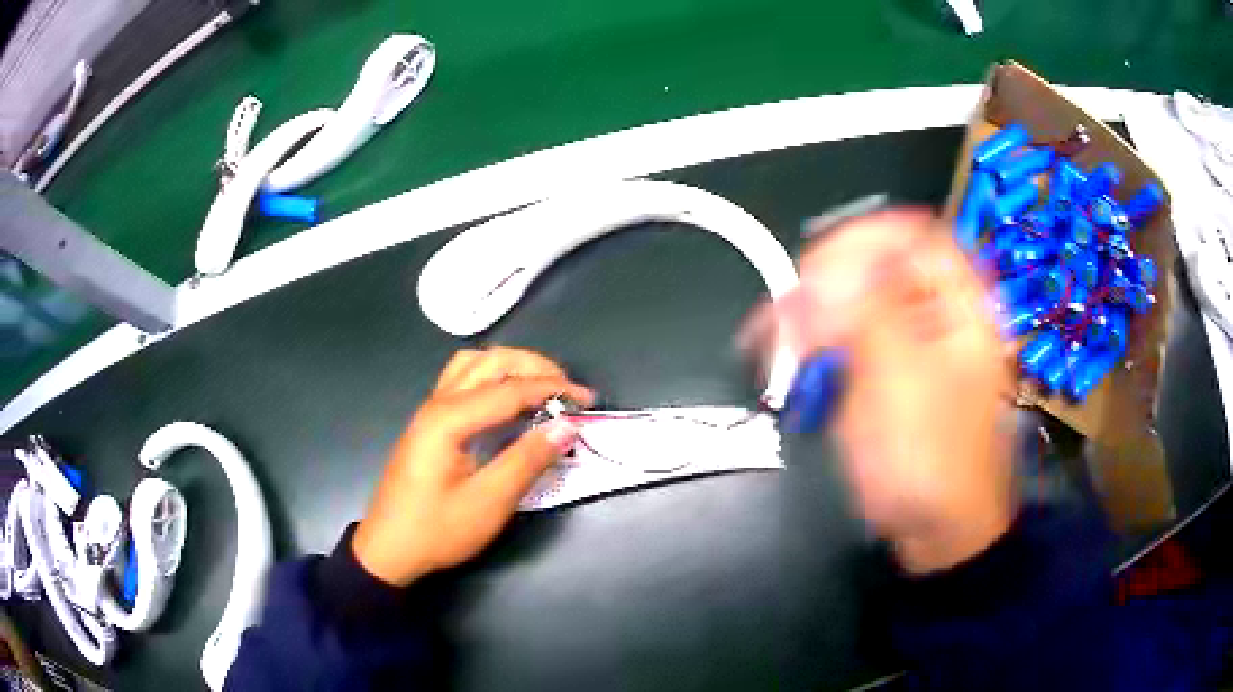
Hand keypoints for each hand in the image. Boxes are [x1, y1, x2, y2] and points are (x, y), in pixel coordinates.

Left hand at [352, 347, 593, 586]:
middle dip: (534, 367)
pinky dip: (492, 378)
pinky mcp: (429, 423)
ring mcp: (429, 410)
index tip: (589, 400)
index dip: (554, 390)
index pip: (511, 389)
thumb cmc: (437, 529)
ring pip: (473, 365)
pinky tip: (506, 401)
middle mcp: (438, 403)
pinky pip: (462, 380)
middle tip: (568, 390)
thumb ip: (527, 460)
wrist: (388, 549)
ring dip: (511, 367)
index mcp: (450, 418)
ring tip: (540, 388)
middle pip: (491, 362)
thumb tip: (567, 426)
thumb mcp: (489, 502)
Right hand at [760, 210, 1015, 573]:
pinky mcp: (890, 372)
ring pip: (859, 301)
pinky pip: (851, 337)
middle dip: (827, 281)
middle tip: (788, 312)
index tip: (816, 269)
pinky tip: (791, 356)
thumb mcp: (901, 384)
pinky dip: (818, 341)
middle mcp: (938, 315)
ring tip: (777, 338)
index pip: (913, 235)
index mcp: (960, 307)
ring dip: (814, 312)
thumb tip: (826, 265)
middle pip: (880, 265)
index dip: (863, 239)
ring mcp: (913, 344)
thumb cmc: (930, 463)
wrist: (938, 531)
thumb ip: (867, 313)